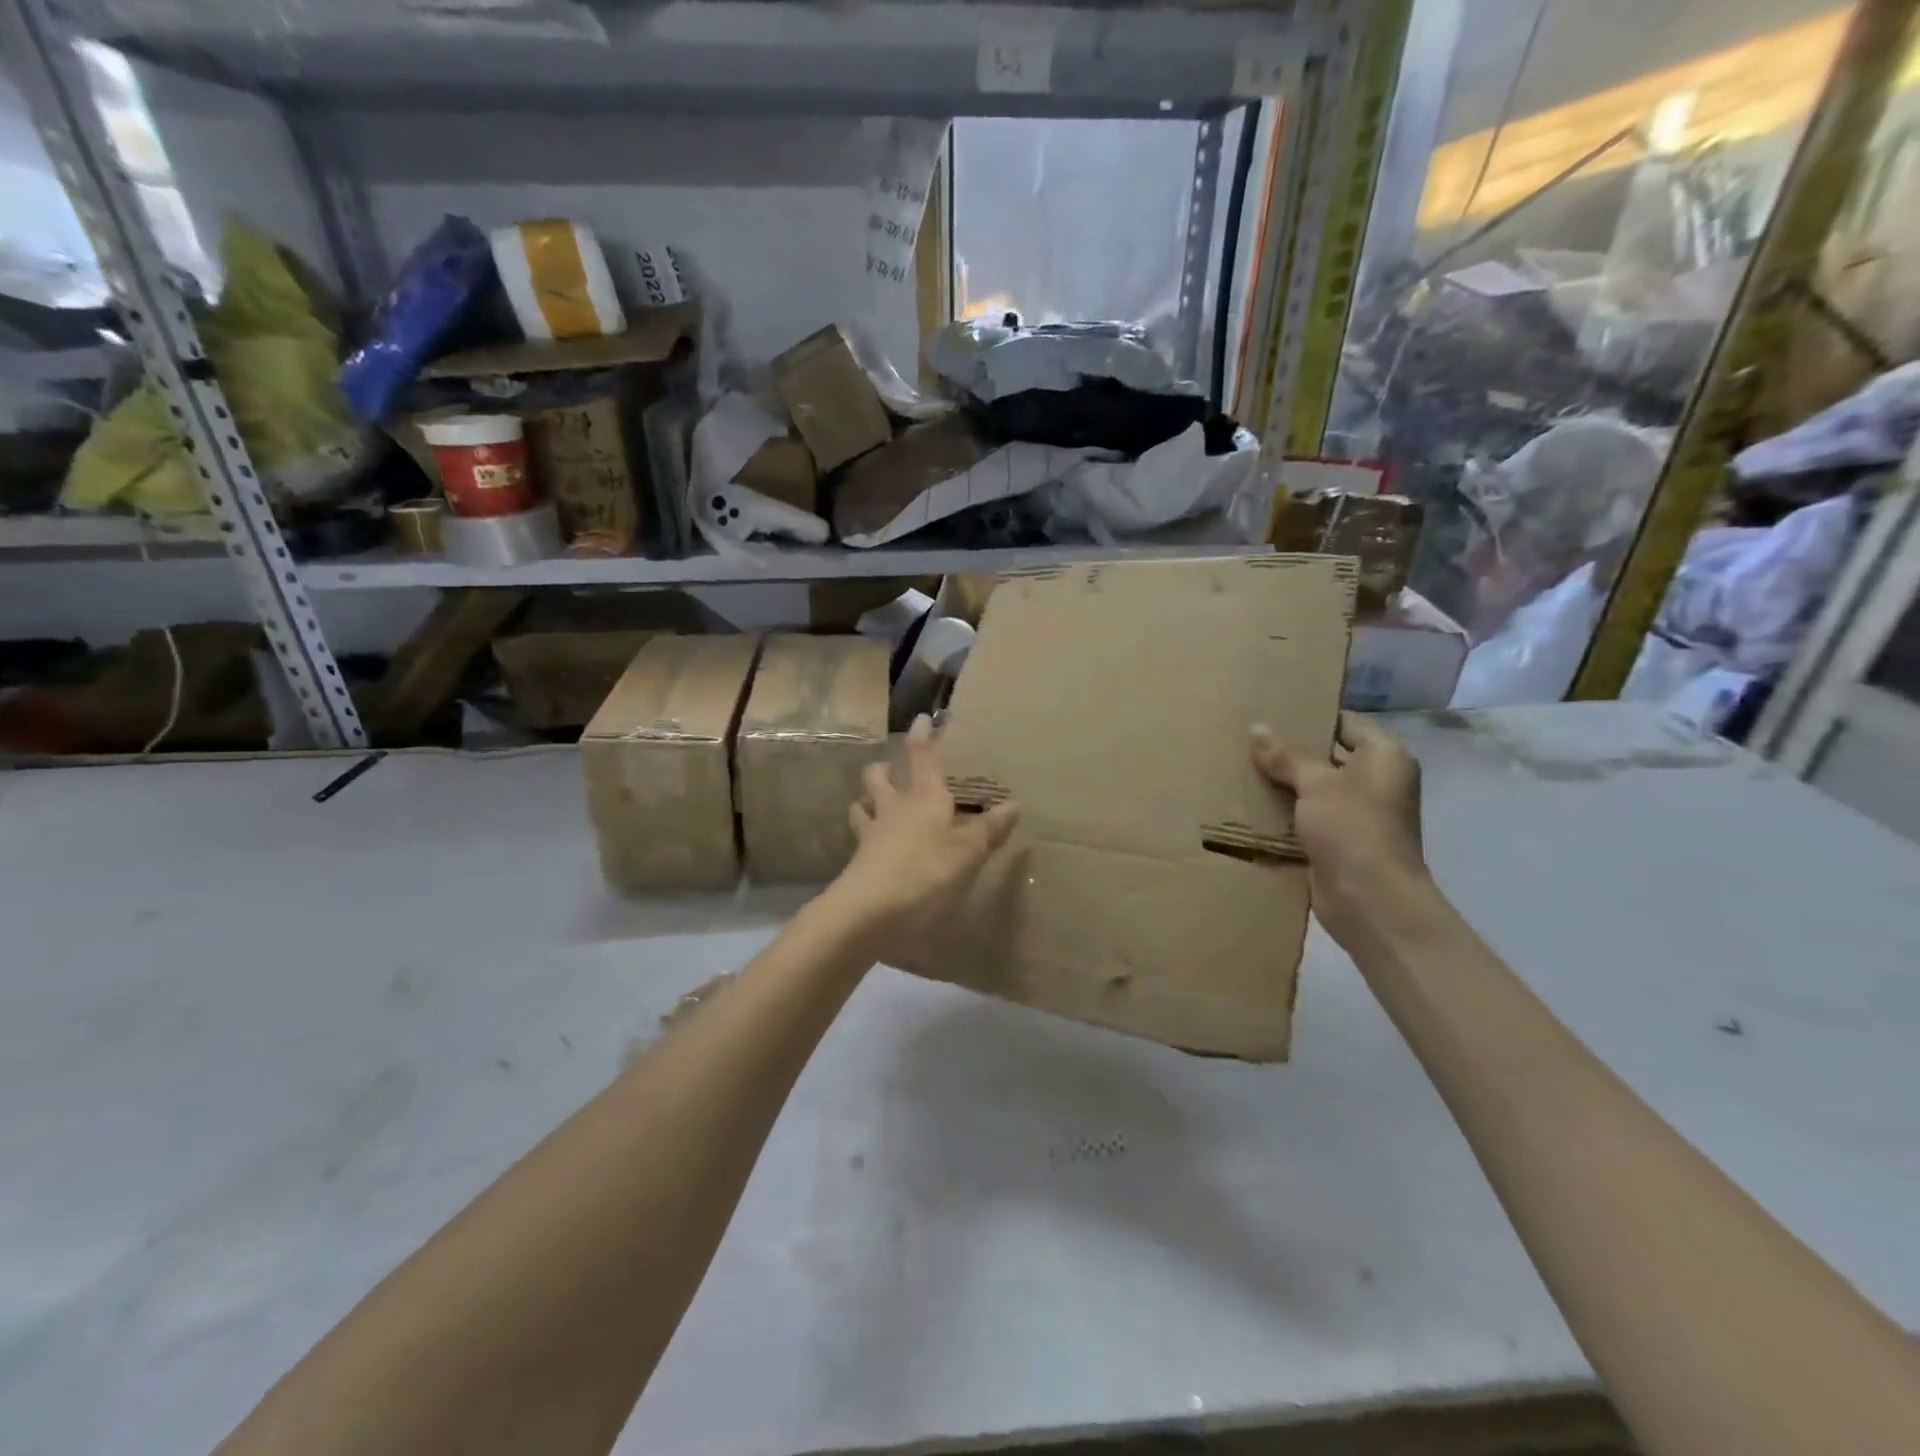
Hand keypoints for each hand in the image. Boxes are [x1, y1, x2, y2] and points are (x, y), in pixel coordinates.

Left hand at [825, 715, 1019, 948]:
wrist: (870, 908)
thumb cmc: (926, 871)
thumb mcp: (967, 852)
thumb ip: (989, 829)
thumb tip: (1014, 804)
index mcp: (924, 797)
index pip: (923, 758)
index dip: (922, 737)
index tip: (921, 718)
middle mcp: (895, 807)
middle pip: (880, 776)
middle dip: (884, 768)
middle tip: (891, 768)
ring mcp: (872, 832)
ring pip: (863, 803)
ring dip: (868, 798)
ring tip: (874, 802)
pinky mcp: (859, 859)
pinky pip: (861, 836)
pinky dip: (866, 833)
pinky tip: (873, 842)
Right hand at [1251, 712, 1427, 948]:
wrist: (1370, 901)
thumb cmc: (1352, 829)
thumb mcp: (1316, 784)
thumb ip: (1287, 755)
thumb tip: (1257, 728)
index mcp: (1384, 756)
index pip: (1345, 722)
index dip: (1311, 715)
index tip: (1272, 711)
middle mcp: (1377, 781)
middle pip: (1328, 755)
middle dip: (1291, 751)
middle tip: (1247, 740)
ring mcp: (1359, 814)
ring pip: (1315, 789)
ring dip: (1284, 784)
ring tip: (1241, 769)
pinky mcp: (1340, 842)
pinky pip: (1308, 818)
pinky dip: (1285, 813)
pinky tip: (1250, 805)